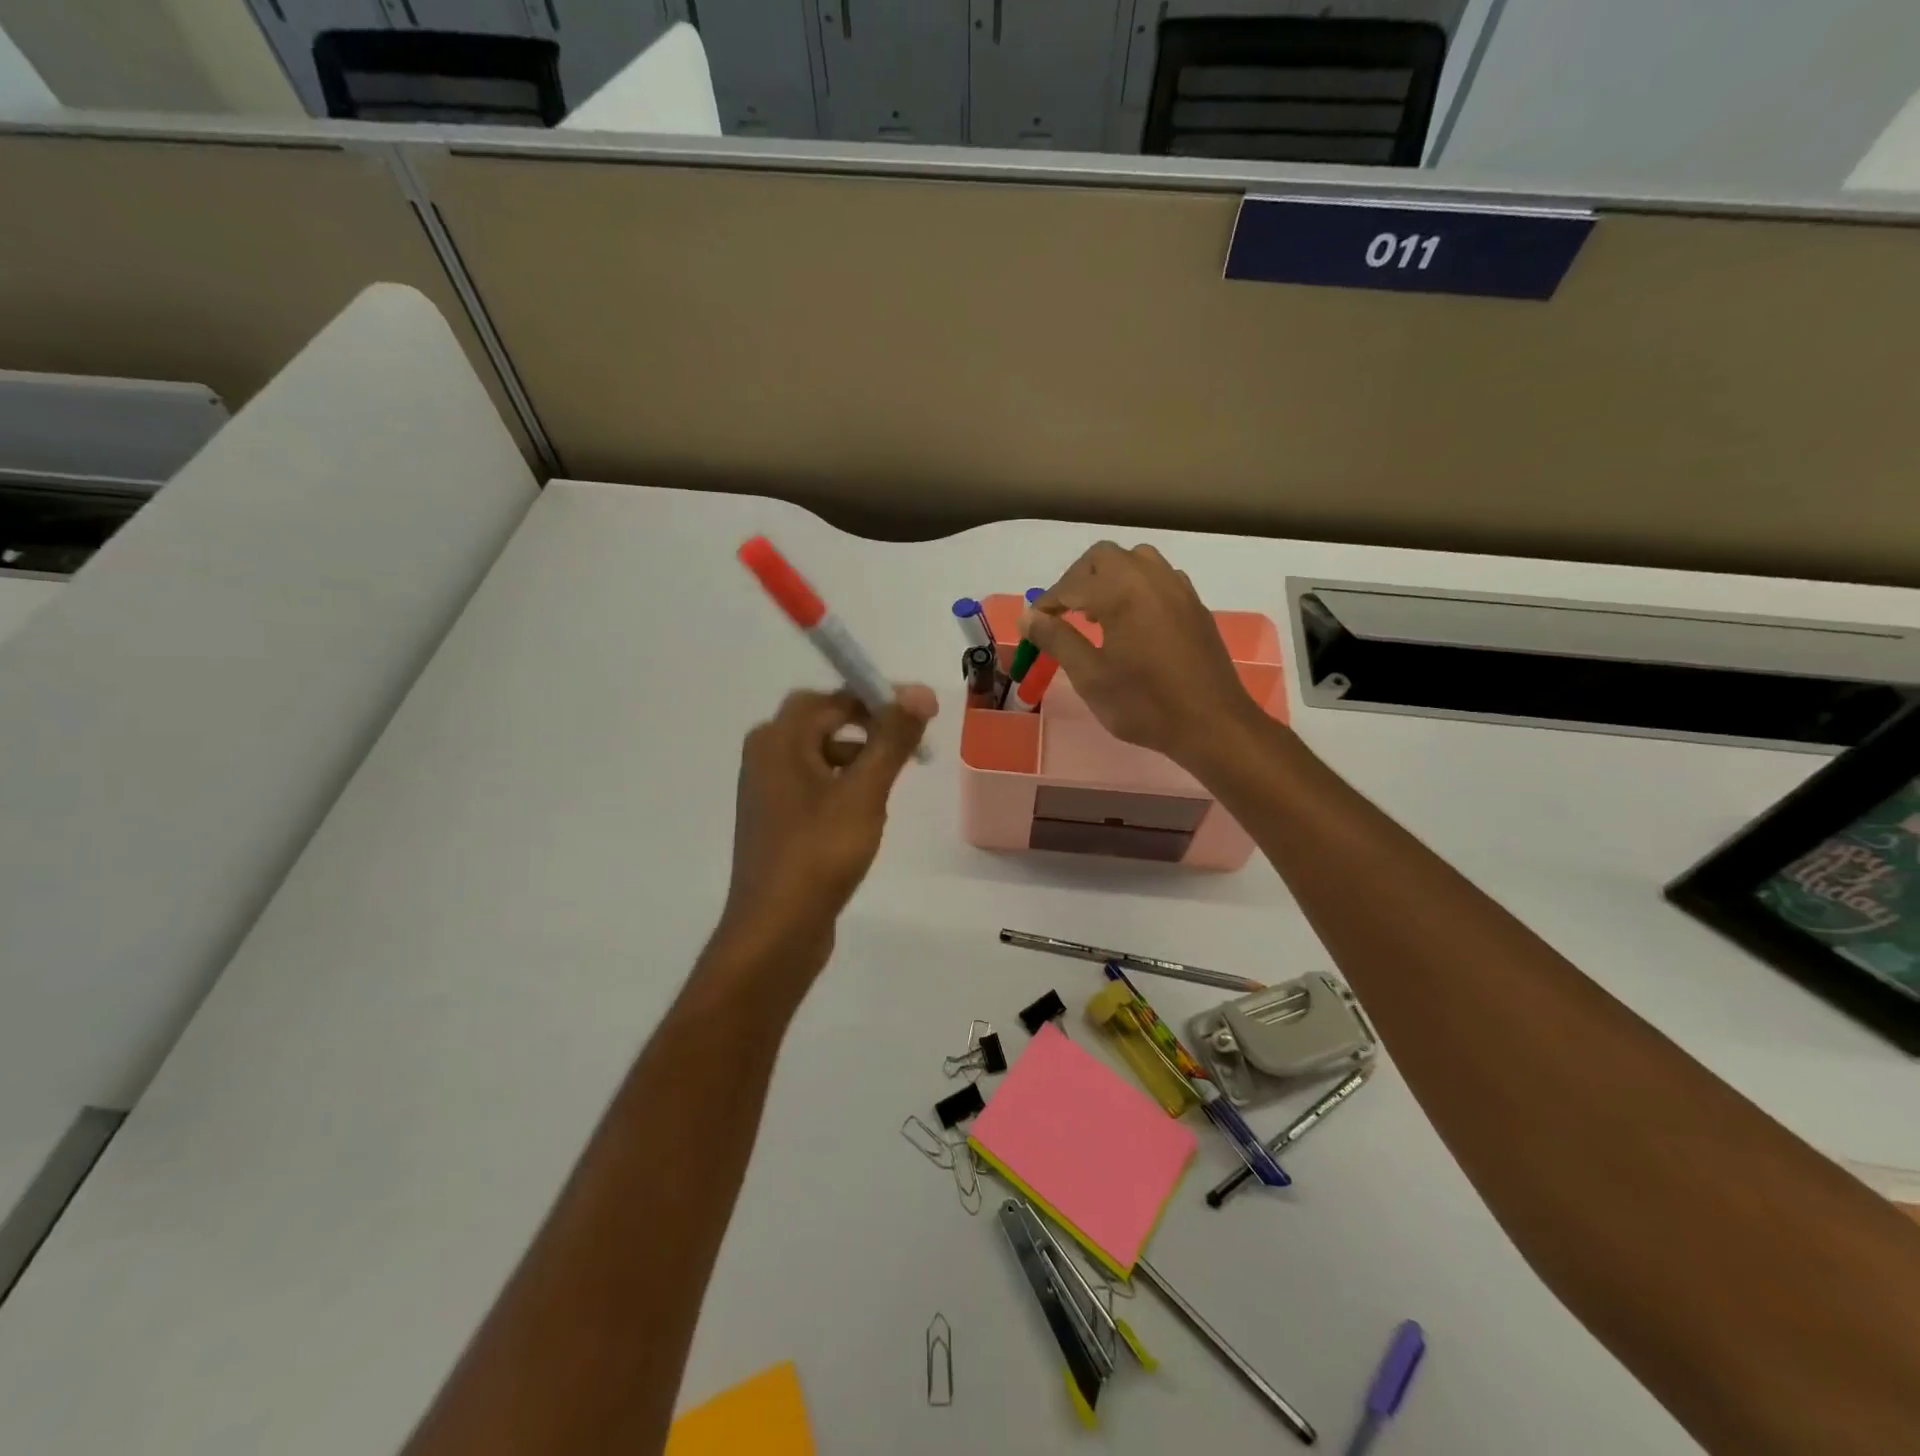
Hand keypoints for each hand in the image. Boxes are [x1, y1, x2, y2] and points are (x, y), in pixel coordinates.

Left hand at [713, 685, 936, 979]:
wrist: (775, 930)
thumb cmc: (820, 853)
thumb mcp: (864, 792)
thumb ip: (892, 739)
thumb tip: (919, 691)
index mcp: (778, 739)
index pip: (834, 698)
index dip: (880, 699)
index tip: (922, 714)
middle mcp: (766, 756)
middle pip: (824, 722)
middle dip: (869, 728)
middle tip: (910, 745)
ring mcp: (767, 790)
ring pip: (821, 755)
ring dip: (858, 758)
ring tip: (892, 782)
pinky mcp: (776, 820)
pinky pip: (814, 785)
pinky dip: (843, 786)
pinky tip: (866, 815)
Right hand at [1024, 542, 1256, 764]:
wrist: (1212, 724)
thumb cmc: (1144, 704)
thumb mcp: (1090, 676)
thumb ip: (1057, 640)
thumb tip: (1029, 616)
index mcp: (1122, 591)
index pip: (1072, 585)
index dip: (1047, 602)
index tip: (1033, 624)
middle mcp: (1151, 578)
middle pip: (1104, 558)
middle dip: (1077, 580)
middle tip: (1062, 613)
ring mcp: (1178, 589)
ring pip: (1136, 560)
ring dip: (1109, 577)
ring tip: (1097, 614)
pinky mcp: (1195, 605)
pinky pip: (1160, 578)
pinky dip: (1137, 586)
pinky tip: (1132, 621)